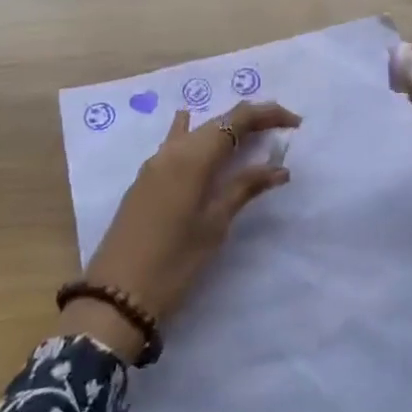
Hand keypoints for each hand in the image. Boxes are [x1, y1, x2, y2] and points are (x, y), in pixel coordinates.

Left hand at [62, 101, 300, 361]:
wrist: (116, 296)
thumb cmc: (173, 262)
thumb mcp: (214, 225)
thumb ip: (244, 188)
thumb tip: (279, 168)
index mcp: (193, 157)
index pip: (237, 119)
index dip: (268, 114)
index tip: (295, 124)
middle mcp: (173, 150)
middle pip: (218, 121)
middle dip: (250, 122)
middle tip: (280, 133)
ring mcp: (155, 164)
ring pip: (196, 131)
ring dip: (224, 130)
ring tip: (249, 137)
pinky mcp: (145, 180)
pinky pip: (176, 144)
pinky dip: (196, 136)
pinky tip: (195, 132)